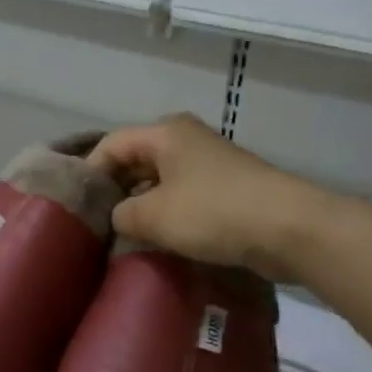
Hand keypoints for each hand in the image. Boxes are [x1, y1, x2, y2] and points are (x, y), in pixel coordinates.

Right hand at [88, 113, 338, 280]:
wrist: (291, 229)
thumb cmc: (213, 213)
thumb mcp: (152, 217)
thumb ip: (121, 214)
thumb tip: (119, 217)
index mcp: (164, 133)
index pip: (111, 144)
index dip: (90, 172)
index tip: (79, 206)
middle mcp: (186, 139)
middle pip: (135, 160)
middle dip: (116, 190)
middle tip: (99, 222)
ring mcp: (210, 162)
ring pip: (160, 180)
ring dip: (143, 205)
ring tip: (126, 235)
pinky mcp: (229, 187)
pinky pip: (185, 195)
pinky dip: (169, 213)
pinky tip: (162, 239)